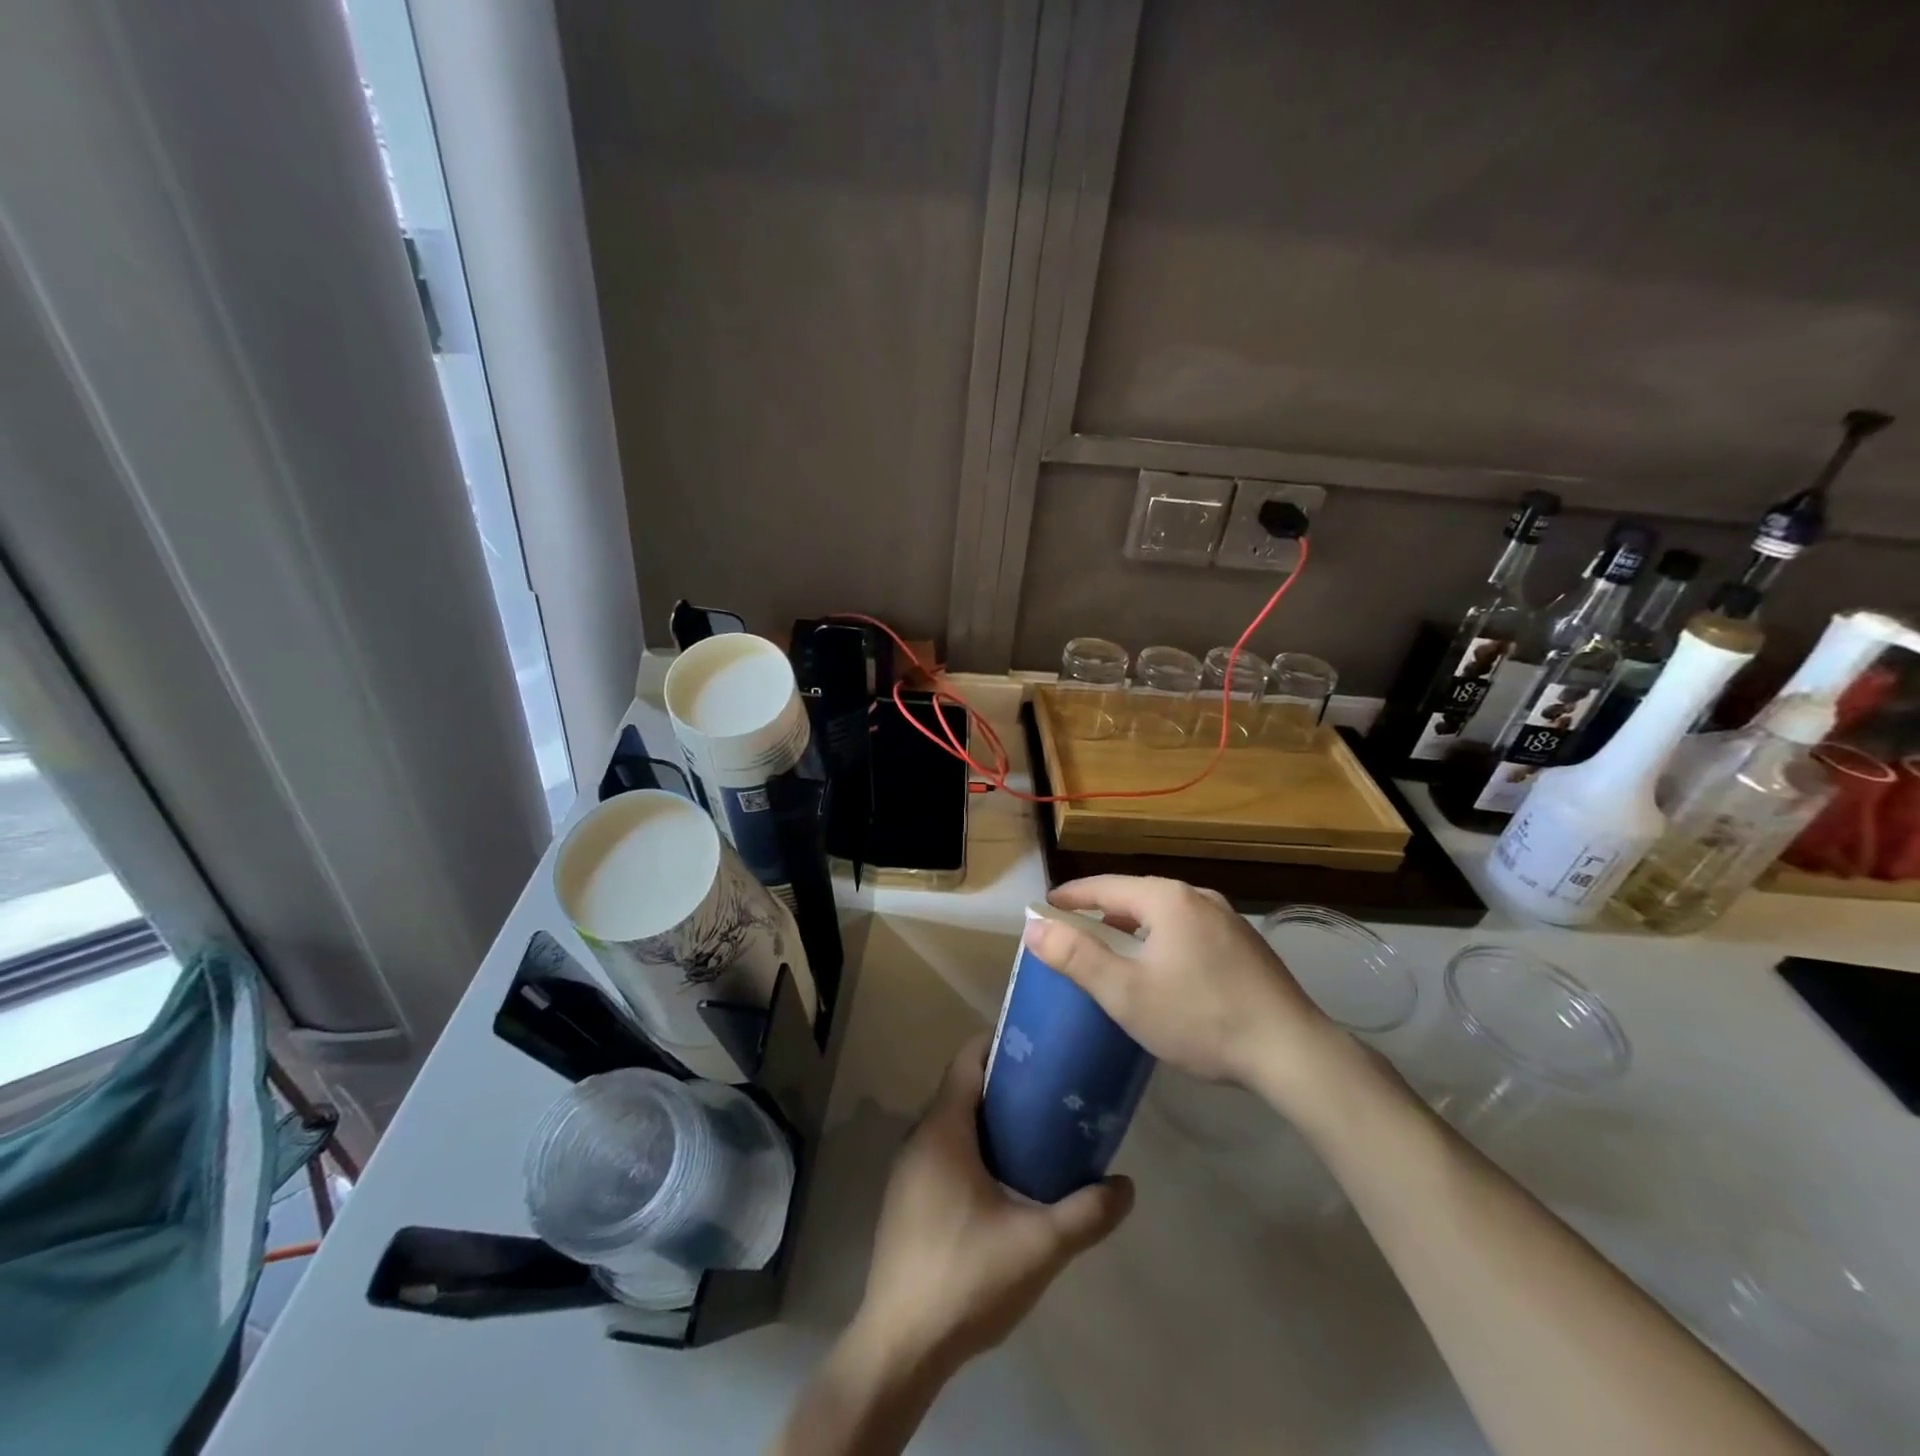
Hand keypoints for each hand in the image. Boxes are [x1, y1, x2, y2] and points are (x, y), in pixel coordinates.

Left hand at [855, 1036, 1133, 1371]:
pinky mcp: (905, 1200)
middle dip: (1003, 1085)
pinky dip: (970, 1149)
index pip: (966, 1060)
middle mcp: (919, 1138)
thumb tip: (1126, 1185)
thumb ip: (1085, 1213)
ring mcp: (907, 1170)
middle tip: (1050, 1092)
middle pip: (961, 1089)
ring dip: (987, 1120)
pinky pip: (941, 1153)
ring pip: (950, 1124)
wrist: (900, 1346)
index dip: (999, 1044)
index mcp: (943, 1129)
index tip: (1037, 1047)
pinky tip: (1002, 1182)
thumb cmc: (966, 1277)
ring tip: (1035, 1133)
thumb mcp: (1038, 1245)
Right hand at [1022, 875, 1346, 1099]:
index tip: (1045, 907)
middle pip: (1136, 896)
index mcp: (1167, 899)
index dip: (1071, 896)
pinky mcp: (1246, 945)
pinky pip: (1189, 929)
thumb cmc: (1200, 1018)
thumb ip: (1076, 957)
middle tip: (1075, 932)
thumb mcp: (1126, 992)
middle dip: (1102, 912)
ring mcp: (1228, 919)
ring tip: (1115, 950)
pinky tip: (1164, 968)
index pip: (1105, 886)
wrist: (1293, 1052)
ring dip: (1134, 927)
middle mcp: (1198, 896)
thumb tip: (1033, 926)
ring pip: (1165, 913)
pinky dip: (1163, 938)